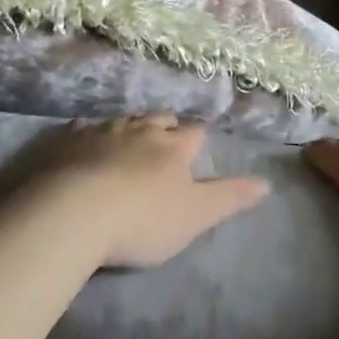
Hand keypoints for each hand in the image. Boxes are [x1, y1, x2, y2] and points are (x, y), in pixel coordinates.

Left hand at [31, 116, 268, 268]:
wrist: (76, 212)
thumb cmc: (143, 219)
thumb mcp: (195, 215)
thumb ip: (230, 197)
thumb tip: (267, 182)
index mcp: (174, 146)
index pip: (195, 133)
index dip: (198, 139)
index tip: (198, 146)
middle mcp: (142, 129)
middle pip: (160, 120)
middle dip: (166, 127)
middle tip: (166, 140)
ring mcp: (104, 130)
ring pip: (125, 120)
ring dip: (131, 128)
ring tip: (131, 140)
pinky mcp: (71, 139)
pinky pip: (85, 128)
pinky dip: (91, 133)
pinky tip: (87, 140)